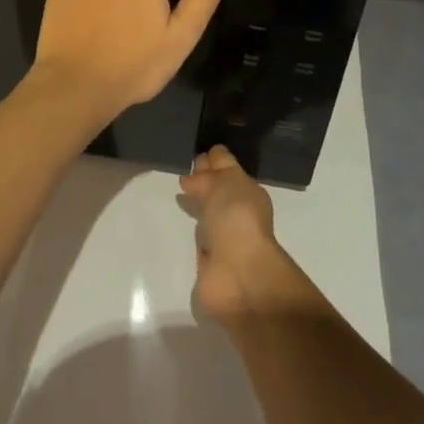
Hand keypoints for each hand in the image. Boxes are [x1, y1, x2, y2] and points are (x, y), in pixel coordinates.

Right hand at [179, 145, 286, 322]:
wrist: (238, 274)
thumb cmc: (237, 219)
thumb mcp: (224, 183)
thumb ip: (206, 178)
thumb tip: (190, 180)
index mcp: (246, 191)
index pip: (227, 167)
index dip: (214, 158)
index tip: (195, 149)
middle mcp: (236, 213)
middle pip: (217, 190)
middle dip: (203, 180)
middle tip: (182, 167)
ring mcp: (223, 239)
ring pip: (208, 214)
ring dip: (197, 206)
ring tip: (177, 193)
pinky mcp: (209, 264)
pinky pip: (198, 241)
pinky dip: (191, 234)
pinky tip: (179, 225)